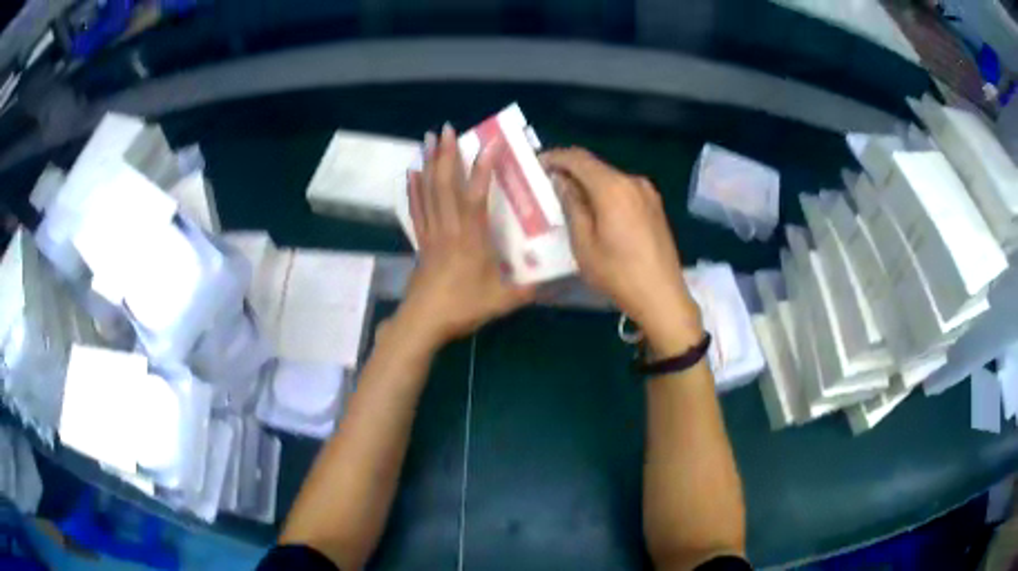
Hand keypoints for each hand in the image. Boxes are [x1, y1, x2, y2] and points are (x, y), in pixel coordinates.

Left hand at [395, 125, 534, 347]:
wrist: (424, 323)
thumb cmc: (463, 308)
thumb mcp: (503, 301)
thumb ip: (531, 289)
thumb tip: (562, 281)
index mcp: (471, 239)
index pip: (476, 195)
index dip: (483, 167)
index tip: (491, 142)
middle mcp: (449, 228)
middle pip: (445, 184)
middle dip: (446, 153)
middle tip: (446, 128)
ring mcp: (431, 233)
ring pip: (428, 191)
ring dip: (429, 162)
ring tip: (428, 138)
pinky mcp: (420, 241)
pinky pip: (416, 208)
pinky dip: (413, 188)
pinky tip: (411, 171)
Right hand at [541, 148, 701, 352]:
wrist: (662, 296)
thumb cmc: (618, 273)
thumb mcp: (583, 243)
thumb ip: (572, 205)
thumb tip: (562, 181)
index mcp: (613, 187)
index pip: (578, 158)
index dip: (554, 157)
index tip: (536, 166)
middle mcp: (632, 181)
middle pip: (595, 166)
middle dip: (570, 171)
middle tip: (548, 186)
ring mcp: (647, 192)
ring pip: (609, 178)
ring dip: (588, 183)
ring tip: (569, 201)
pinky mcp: (654, 205)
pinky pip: (623, 190)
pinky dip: (605, 193)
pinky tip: (595, 211)